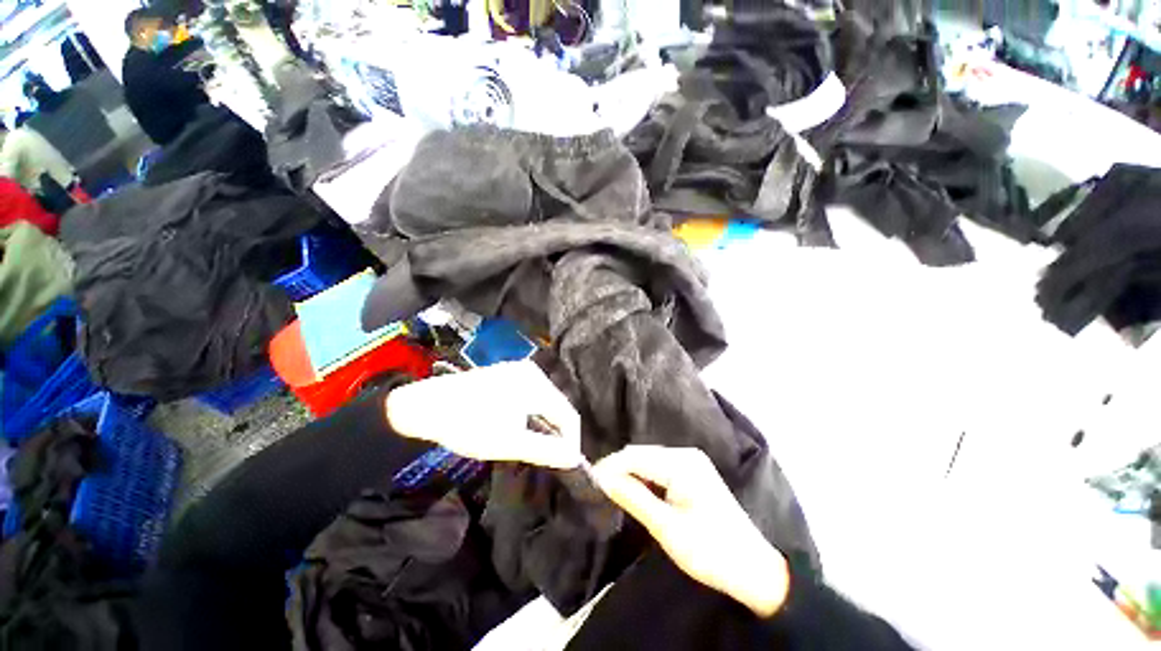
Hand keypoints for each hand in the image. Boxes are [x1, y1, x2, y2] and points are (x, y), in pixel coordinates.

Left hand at [385, 361, 581, 468]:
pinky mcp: (506, 374)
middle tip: (547, 456)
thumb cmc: (469, 425)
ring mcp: (518, 370)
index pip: (568, 414)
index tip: (565, 462)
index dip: (570, 440)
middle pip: (557, 406)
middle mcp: (531, 372)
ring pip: (543, 401)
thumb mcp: (510, 443)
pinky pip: (530, 395)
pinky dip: (530, 413)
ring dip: (543, 423)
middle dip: (555, 431)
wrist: (425, 407)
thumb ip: (546, 450)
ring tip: (533, 444)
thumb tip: (573, 457)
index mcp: (536, 384)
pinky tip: (518, 426)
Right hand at [591, 446, 790, 617]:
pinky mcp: (692, 473)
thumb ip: (634, 498)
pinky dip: (644, 479)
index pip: (635, 456)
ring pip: (649, 461)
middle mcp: (686, 455)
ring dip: (629, 474)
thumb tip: (603, 479)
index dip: (610, 467)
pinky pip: (659, 469)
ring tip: (611, 491)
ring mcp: (691, 462)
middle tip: (598, 489)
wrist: (754, 570)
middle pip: (641, 455)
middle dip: (618, 469)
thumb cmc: (711, 551)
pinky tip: (634, 491)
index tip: (590, 482)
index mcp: (682, 464)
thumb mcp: (667, 528)